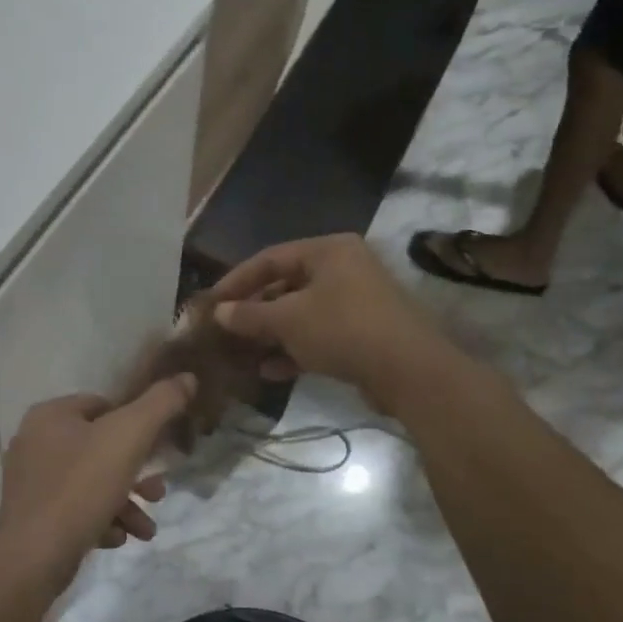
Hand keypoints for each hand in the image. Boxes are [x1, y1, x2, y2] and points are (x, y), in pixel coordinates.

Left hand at [0, 377, 195, 582]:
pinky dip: (99, 520)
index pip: (103, 406)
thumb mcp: (130, 437)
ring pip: (90, 482)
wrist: (33, 558)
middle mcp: (33, 441)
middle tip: (157, 494)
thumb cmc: (82, 487)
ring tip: (145, 529)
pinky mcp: (29, 516)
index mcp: (50, 414)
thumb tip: (188, 377)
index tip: (156, 452)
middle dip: (135, 473)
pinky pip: (73, 509)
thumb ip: (161, 403)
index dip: (134, 426)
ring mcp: (29, 481)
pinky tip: (116, 539)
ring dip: (124, 503)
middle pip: (99, 448)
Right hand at [207, 234, 451, 408]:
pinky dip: (296, 348)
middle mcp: (344, 268)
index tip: (211, 303)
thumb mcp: (288, 320)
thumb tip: (219, 313)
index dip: (237, 280)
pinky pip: (321, 334)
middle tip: (226, 330)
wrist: (410, 371)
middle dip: (255, 310)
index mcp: (328, 250)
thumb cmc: (343, 330)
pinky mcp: (365, 332)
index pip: (270, 257)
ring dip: (273, 333)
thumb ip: (250, 315)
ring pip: (303, 312)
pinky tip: (271, 371)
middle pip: (287, 285)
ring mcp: (357, 301)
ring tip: (244, 353)